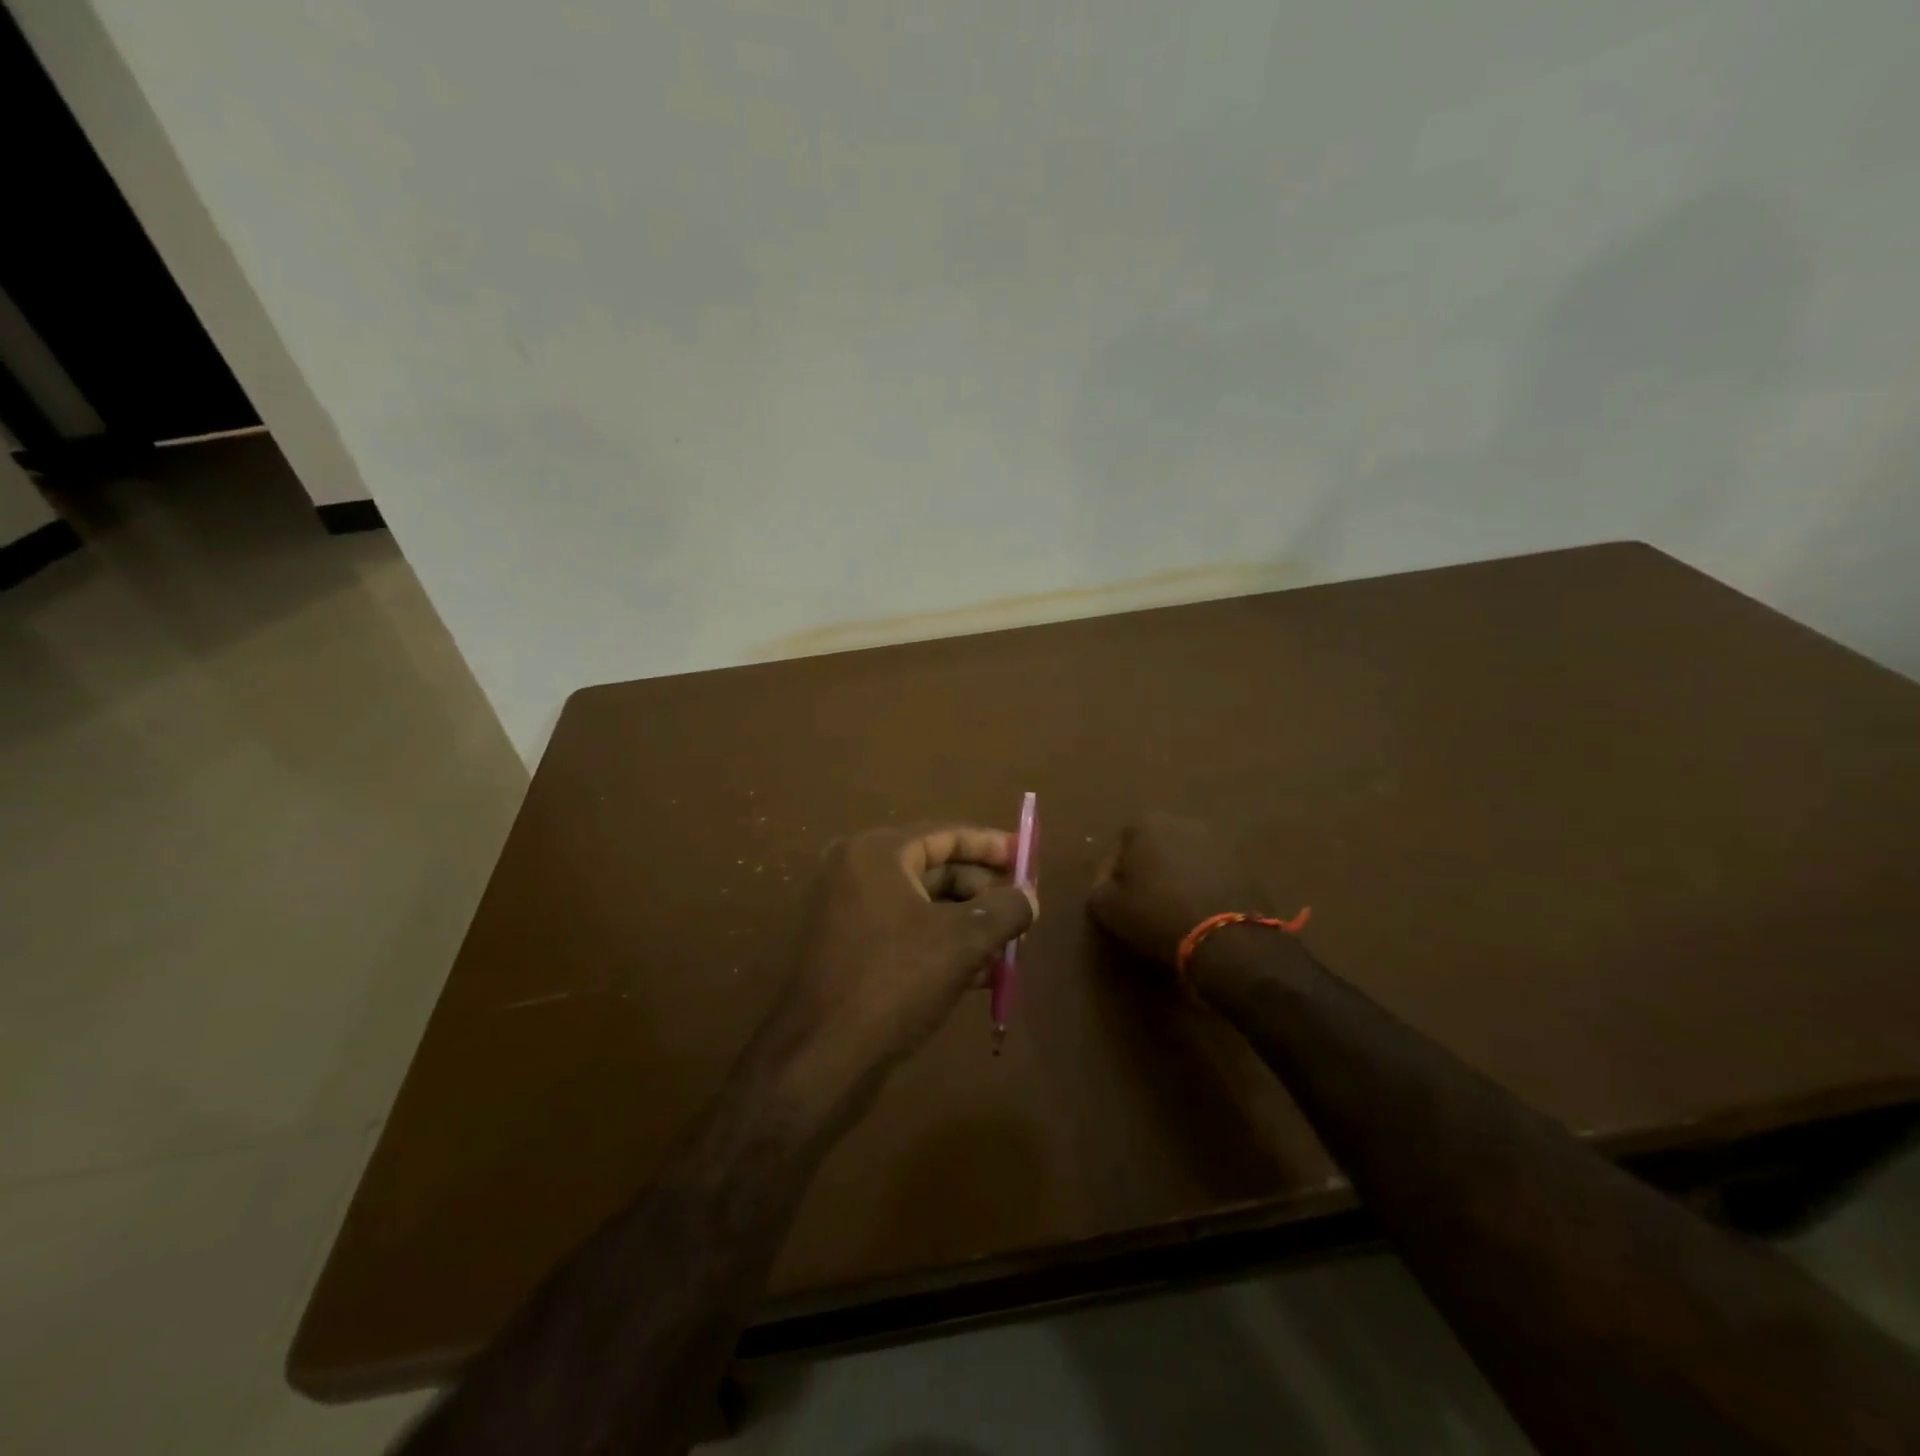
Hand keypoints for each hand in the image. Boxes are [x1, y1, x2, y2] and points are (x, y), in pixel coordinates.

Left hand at [763, 824, 1035, 1116]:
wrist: (822, 1057)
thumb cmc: (895, 981)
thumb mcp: (963, 941)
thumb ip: (1005, 909)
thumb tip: (1029, 897)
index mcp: (878, 853)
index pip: (946, 833)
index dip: (991, 845)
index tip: (1027, 857)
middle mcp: (858, 871)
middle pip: (936, 867)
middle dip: (983, 890)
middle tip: (1023, 910)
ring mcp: (849, 911)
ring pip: (925, 905)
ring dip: (969, 923)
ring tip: (1009, 946)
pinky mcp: (850, 949)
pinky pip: (907, 932)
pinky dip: (943, 944)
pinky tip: (981, 973)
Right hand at [1087, 813, 1274, 969]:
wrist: (1225, 936)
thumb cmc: (1156, 914)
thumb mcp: (1107, 908)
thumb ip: (1099, 890)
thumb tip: (1106, 888)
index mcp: (1147, 823)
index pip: (1120, 846)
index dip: (1113, 876)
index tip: (1115, 901)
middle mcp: (1184, 822)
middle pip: (1155, 848)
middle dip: (1149, 871)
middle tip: (1143, 903)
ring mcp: (1219, 841)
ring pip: (1186, 860)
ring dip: (1178, 878)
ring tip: (1173, 911)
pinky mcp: (1245, 865)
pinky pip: (1212, 875)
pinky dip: (1203, 888)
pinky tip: (1198, 914)